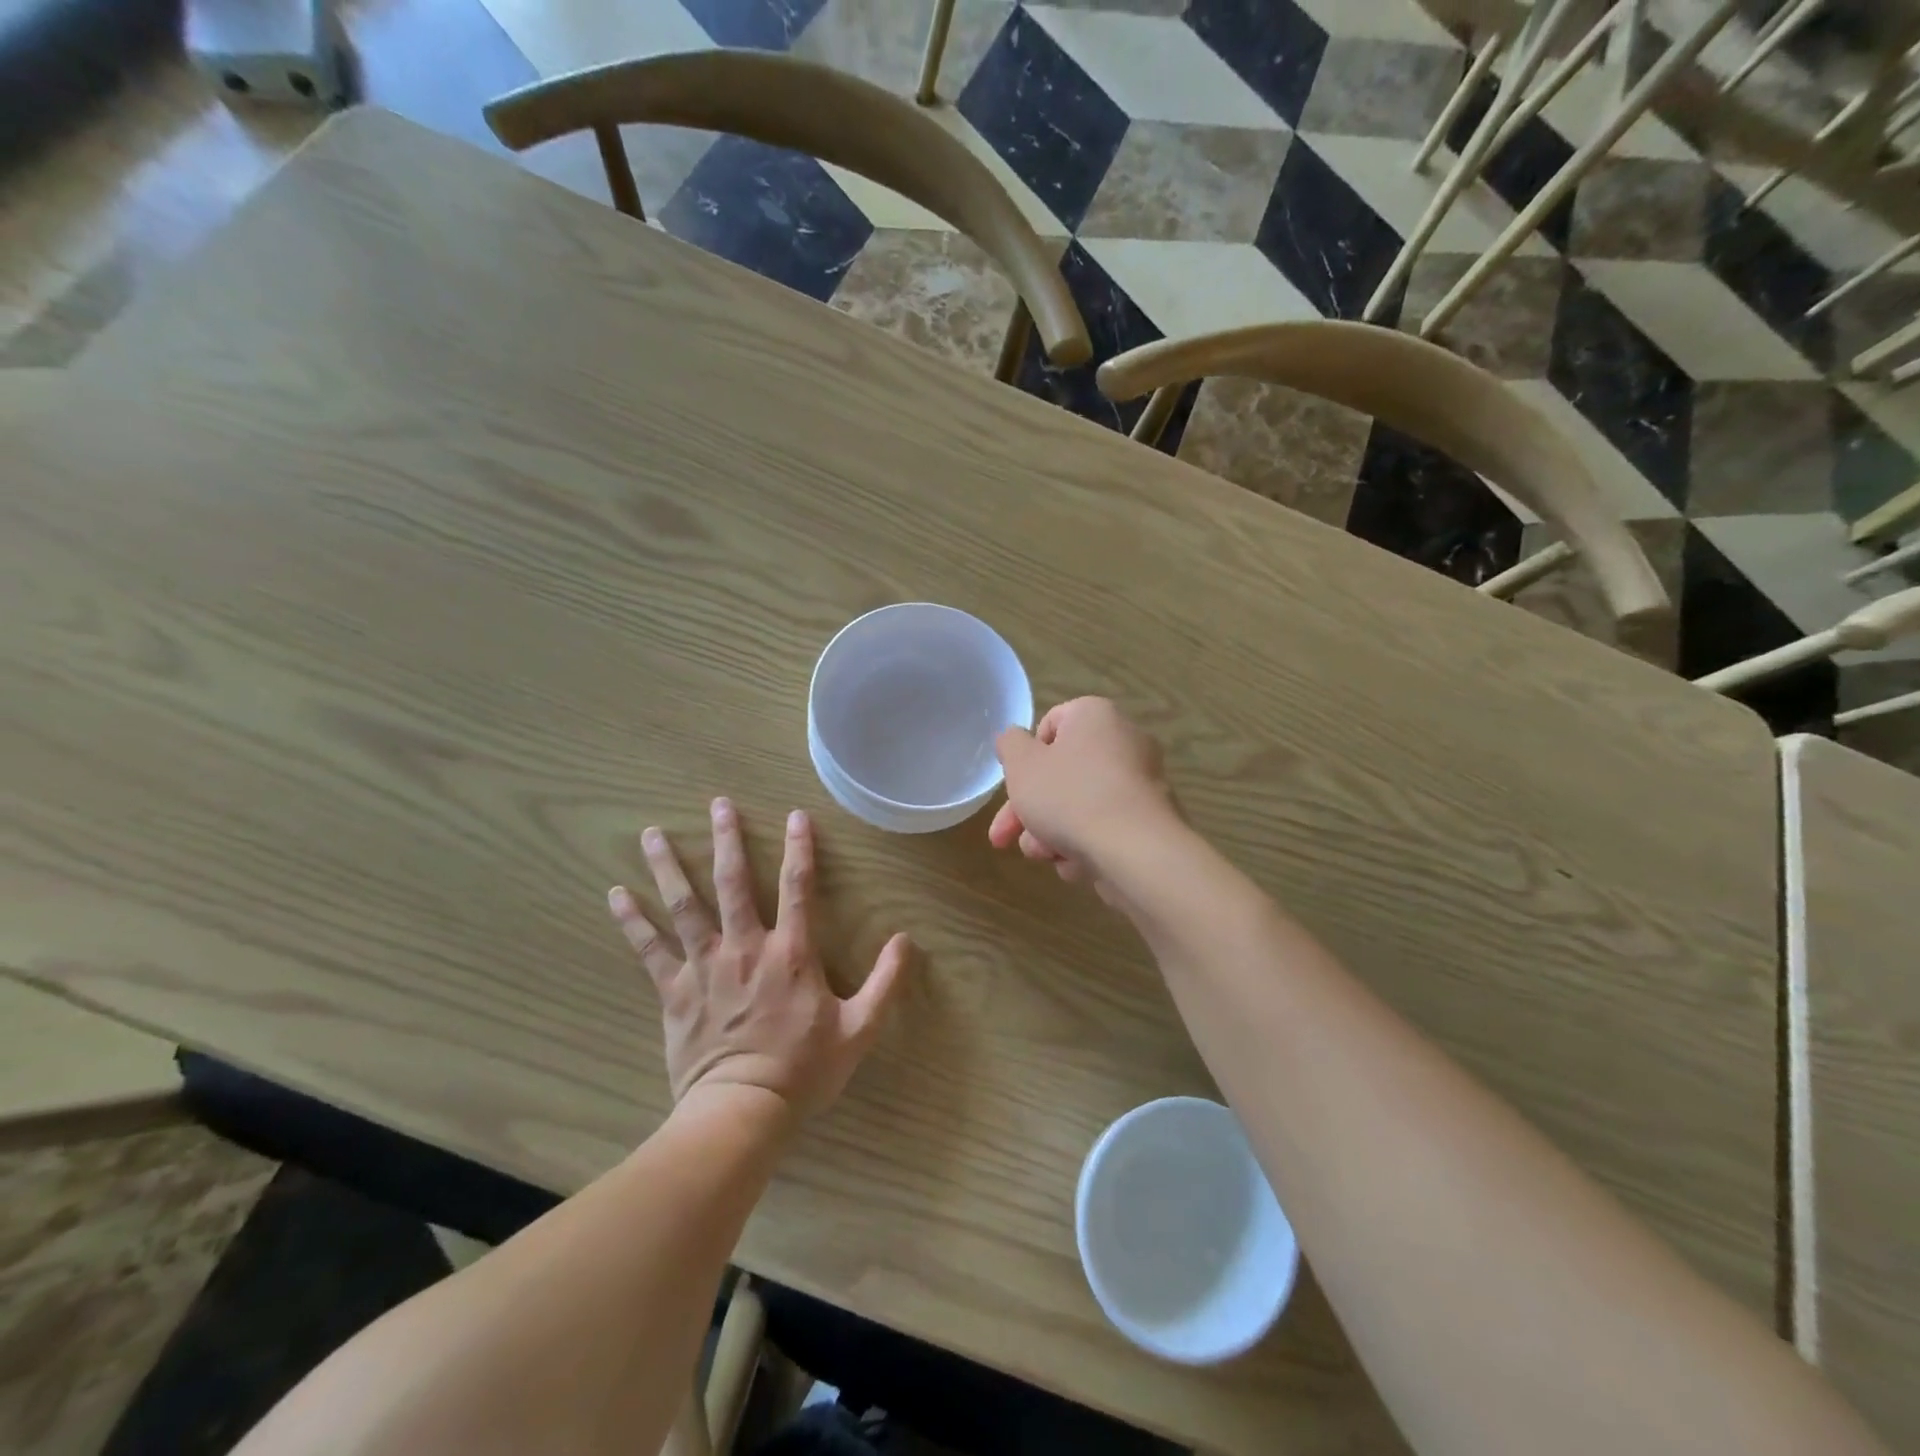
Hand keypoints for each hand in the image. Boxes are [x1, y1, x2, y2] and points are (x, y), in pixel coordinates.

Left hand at [608, 798, 911, 1117]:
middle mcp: (745, 947)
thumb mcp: (860, 1029)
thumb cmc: (803, 1070)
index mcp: (790, 952)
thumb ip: (886, 982)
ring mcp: (705, 966)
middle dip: (727, 839)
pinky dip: (633, 921)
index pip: (797, 887)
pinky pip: (650, 950)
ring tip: (653, 833)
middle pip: (733, 882)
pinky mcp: (675, 992)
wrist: (742, 1112)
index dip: (799, 848)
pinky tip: (616, 894)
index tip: (795, 815)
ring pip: (685, 905)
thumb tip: (906, 940)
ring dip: (669, 866)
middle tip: (718, 804)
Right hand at [988, 698, 1177, 895]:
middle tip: (1003, 838)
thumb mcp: (1022, 765)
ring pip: (1079, 806)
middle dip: (1029, 811)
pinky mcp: (1149, 822)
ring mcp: (1141, 784)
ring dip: (1052, 833)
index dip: (1026, 757)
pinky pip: (1105, 828)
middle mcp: (1124, 741)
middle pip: (1062, 774)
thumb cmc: (1070, 797)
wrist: (1135, 851)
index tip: (1014, 784)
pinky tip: (1076, 865)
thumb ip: (1010, 745)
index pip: (1050, 724)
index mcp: (1095, 716)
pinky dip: (1085, 845)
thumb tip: (1013, 739)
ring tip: (1045, 855)